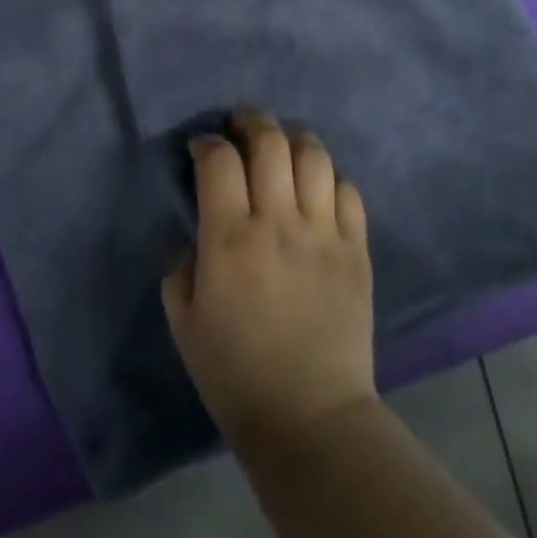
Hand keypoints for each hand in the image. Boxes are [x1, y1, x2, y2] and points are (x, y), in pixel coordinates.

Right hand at [162, 111, 375, 451]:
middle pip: (270, 142)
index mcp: (230, 239)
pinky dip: (330, 177)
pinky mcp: (356, 248)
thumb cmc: (236, 374)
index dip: (207, 143)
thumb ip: (180, 268)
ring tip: (282, 146)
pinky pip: (348, 190)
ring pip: (314, 155)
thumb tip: (196, 237)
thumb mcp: (184, 324)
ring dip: (294, 139)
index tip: (201, 148)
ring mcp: (324, 232)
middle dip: (251, 121)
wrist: (310, 416)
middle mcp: (279, 222)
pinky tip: (318, 188)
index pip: (220, 161)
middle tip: (241, 126)